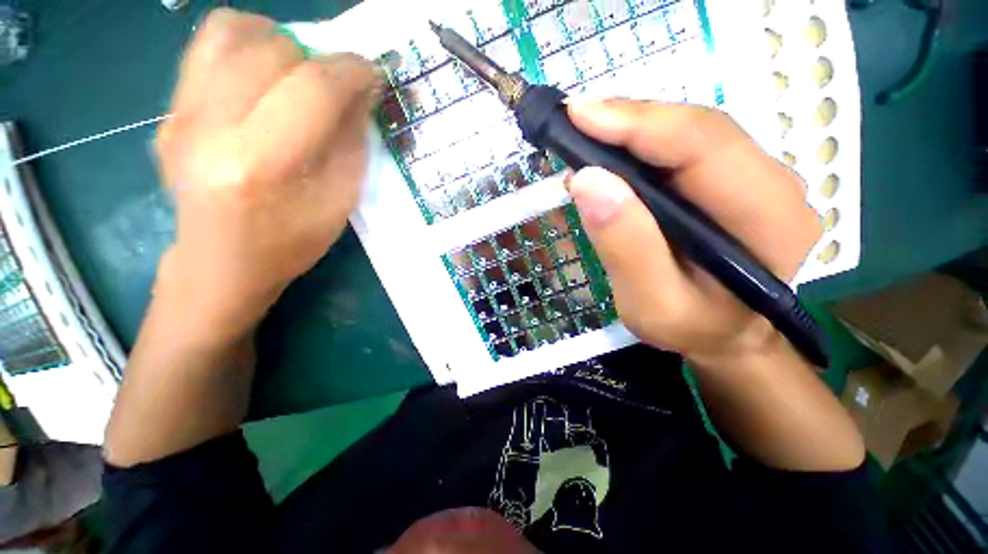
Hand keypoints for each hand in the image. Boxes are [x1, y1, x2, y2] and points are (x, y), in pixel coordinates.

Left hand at [154, 9, 378, 339]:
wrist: (220, 263)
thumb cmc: (290, 243)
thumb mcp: (339, 202)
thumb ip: (352, 144)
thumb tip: (360, 94)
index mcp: (260, 165)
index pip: (312, 89)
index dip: (351, 72)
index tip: (372, 75)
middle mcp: (208, 128)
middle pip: (273, 51)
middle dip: (321, 59)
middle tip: (338, 85)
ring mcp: (178, 115)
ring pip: (231, 32)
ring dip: (280, 41)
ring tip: (299, 70)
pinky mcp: (167, 110)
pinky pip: (206, 47)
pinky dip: (246, 44)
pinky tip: (264, 74)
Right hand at [566, 100, 821, 365]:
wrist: (724, 337)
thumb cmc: (690, 329)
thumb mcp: (649, 303)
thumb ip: (624, 245)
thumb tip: (589, 180)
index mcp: (768, 218)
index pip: (703, 145)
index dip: (638, 123)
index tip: (579, 115)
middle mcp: (774, 185)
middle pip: (698, 130)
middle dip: (630, 121)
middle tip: (574, 122)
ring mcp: (757, 178)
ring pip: (689, 134)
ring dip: (632, 131)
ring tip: (585, 138)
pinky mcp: (732, 182)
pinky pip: (684, 150)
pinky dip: (641, 147)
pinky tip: (609, 156)